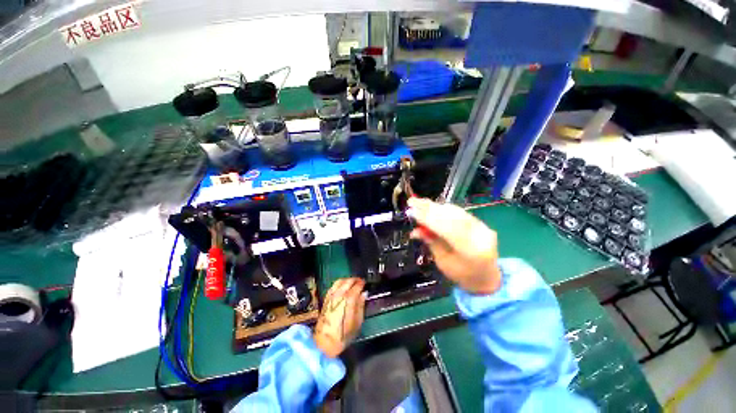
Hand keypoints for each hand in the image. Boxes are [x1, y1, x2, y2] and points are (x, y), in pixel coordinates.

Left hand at [313, 278, 365, 357]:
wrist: (324, 342)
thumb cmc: (343, 335)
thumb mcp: (357, 322)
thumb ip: (361, 306)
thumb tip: (364, 294)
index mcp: (348, 299)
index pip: (357, 286)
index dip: (362, 283)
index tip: (365, 283)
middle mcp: (339, 294)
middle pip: (348, 281)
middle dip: (355, 279)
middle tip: (360, 282)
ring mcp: (331, 295)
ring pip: (340, 281)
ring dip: (347, 280)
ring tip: (352, 283)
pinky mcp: (326, 298)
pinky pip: (333, 285)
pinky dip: (339, 283)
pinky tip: (342, 286)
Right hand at [408, 198, 501, 294]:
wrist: (487, 278)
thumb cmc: (462, 275)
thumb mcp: (443, 262)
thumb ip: (431, 243)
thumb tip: (415, 231)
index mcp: (471, 251)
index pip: (447, 229)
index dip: (428, 219)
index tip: (411, 212)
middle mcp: (480, 235)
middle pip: (452, 216)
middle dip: (429, 208)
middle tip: (412, 202)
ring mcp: (483, 227)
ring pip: (456, 211)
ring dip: (435, 207)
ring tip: (419, 203)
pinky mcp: (482, 223)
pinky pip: (460, 212)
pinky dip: (444, 209)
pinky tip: (432, 207)